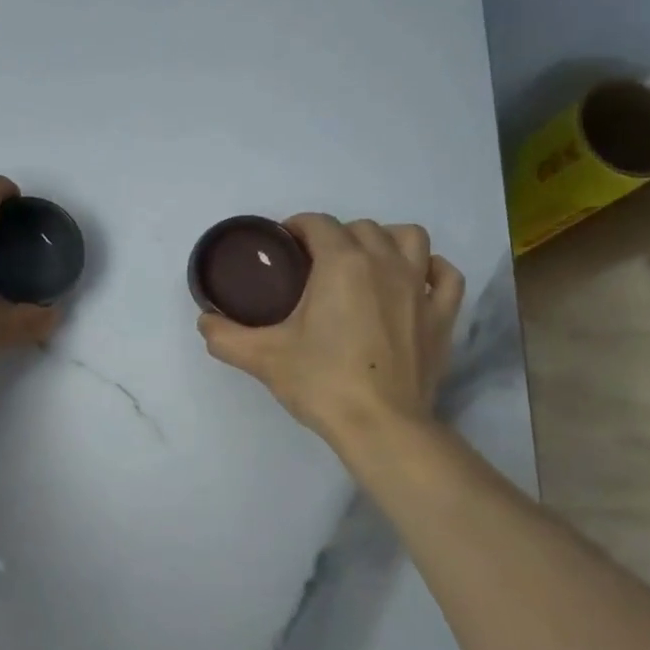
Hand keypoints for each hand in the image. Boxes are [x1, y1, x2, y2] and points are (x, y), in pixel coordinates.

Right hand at [198, 214, 464, 443]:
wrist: (380, 426)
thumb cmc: (321, 382)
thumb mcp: (261, 358)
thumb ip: (225, 335)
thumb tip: (205, 321)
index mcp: (341, 263)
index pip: (317, 223)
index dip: (296, 228)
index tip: (283, 247)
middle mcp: (384, 262)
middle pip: (361, 228)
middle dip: (335, 237)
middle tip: (315, 267)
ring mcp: (419, 287)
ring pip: (410, 238)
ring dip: (386, 241)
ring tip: (367, 263)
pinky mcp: (442, 315)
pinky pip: (445, 275)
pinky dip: (431, 270)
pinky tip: (415, 281)